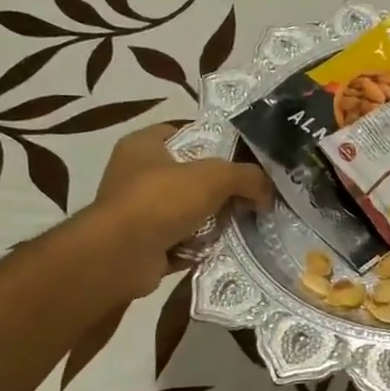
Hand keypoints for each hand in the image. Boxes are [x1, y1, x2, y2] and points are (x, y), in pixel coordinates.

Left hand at [90, 124, 271, 299]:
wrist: (121, 256)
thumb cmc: (161, 200)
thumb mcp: (214, 177)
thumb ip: (247, 177)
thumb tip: (268, 191)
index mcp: (142, 146)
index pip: (182, 133)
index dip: (214, 141)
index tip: (243, 155)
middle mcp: (135, 176)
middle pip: (190, 175)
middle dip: (221, 187)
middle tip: (253, 194)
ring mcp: (138, 213)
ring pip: (188, 211)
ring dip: (214, 219)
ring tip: (247, 222)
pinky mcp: (144, 245)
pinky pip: (183, 241)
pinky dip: (202, 246)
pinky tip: (228, 247)